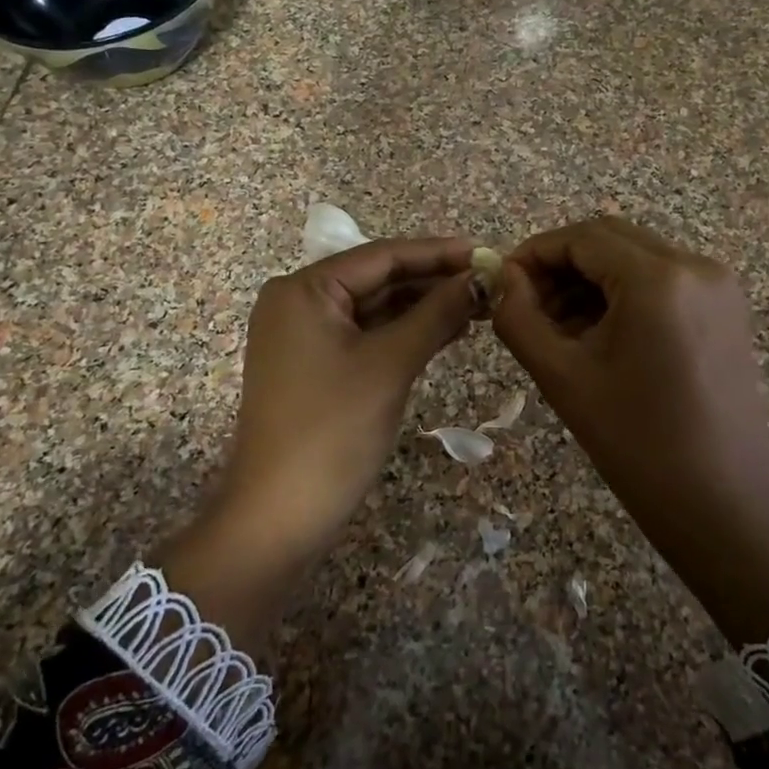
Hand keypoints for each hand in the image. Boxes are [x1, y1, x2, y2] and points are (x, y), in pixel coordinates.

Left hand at [159, 237, 481, 648]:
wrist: (279, 515)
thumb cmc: (332, 431)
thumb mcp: (390, 364)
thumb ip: (437, 313)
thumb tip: (481, 278)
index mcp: (304, 289)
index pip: (382, 256)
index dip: (438, 253)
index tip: (487, 253)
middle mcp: (298, 302)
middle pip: (377, 279)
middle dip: (434, 281)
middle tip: (489, 282)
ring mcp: (303, 336)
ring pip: (374, 308)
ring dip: (423, 307)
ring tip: (478, 305)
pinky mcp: (314, 366)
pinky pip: (365, 335)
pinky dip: (404, 333)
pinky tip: (447, 331)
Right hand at [492, 217, 768, 643]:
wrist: (722, 504)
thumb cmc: (636, 444)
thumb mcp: (562, 377)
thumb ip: (519, 317)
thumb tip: (500, 278)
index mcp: (658, 278)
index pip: (582, 237)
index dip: (534, 253)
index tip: (502, 283)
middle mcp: (695, 265)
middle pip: (610, 240)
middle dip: (561, 266)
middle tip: (526, 307)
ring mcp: (717, 286)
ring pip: (635, 258)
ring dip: (590, 281)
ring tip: (557, 329)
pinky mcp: (725, 309)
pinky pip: (661, 281)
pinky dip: (623, 295)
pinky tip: (598, 336)